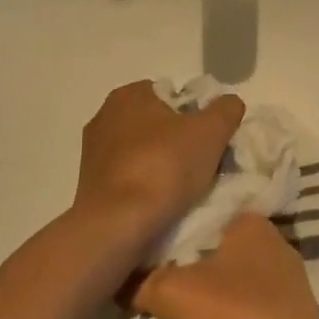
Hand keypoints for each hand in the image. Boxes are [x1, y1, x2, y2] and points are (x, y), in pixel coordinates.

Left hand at [72, 81, 244, 244]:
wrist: (118, 224)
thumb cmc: (164, 166)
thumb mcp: (211, 131)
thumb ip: (226, 109)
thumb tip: (229, 104)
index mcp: (129, 94)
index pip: (172, 95)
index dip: (196, 115)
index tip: (210, 140)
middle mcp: (104, 116)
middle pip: (157, 124)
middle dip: (179, 141)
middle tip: (203, 164)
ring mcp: (93, 153)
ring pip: (142, 153)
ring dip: (162, 166)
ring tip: (184, 189)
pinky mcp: (90, 185)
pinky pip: (129, 178)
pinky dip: (145, 187)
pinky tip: (161, 204)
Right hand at [125, 213, 318, 318]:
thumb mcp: (174, 295)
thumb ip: (139, 281)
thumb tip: (112, 276)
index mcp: (250, 221)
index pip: (197, 214)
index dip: (166, 234)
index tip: (140, 254)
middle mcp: (272, 239)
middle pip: (211, 248)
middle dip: (183, 267)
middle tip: (148, 287)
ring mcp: (285, 276)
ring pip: (228, 278)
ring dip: (204, 294)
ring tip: (170, 314)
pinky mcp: (291, 309)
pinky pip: (246, 303)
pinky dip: (226, 315)